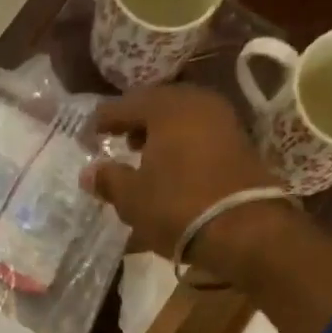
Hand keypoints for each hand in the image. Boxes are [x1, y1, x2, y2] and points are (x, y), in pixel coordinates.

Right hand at [84, 85, 291, 281]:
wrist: (244, 229)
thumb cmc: (178, 207)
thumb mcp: (132, 198)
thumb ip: (108, 180)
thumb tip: (89, 172)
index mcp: (166, 106)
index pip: (125, 105)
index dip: (103, 120)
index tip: (87, 134)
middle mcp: (197, 103)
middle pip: (157, 106)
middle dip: (135, 123)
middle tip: (118, 141)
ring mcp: (224, 121)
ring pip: (181, 120)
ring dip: (160, 136)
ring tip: (144, 158)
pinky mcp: (240, 145)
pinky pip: (200, 137)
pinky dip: (181, 148)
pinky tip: (172, 169)